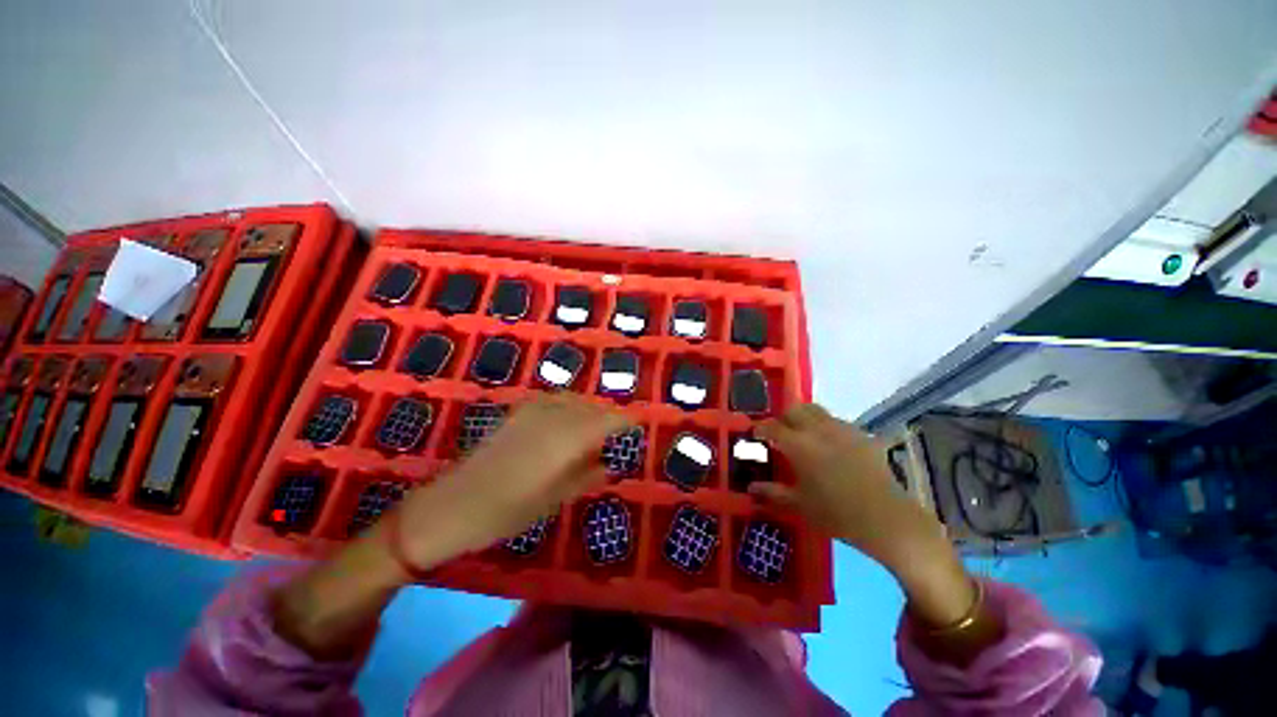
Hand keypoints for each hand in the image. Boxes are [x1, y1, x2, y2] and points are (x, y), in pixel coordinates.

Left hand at [274, 394, 627, 659]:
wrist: (447, 507)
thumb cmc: (504, 512)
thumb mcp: (553, 500)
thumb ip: (585, 477)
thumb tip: (610, 464)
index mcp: (564, 439)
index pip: (607, 419)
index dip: (625, 422)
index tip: (638, 428)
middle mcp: (551, 416)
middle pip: (592, 406)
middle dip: (609, 417)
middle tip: (619, 435)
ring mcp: (531, 410)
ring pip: (574, 400)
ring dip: (590, 412)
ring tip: (597, 431)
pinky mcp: (517, 412)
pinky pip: (555, 401)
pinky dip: (570, 409)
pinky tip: (569, 424)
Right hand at [752, 403, 975, 627]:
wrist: (887, 520)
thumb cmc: (836, 514)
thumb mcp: (799, 506)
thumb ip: (773, 493)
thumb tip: (750, 488)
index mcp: (799, 445)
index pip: (773, 427)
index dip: (761, 428)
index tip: (755, 434)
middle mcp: (818, 430)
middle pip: (794, 410)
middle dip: (782, 417)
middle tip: (779, 433)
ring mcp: (843, 430)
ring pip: (816, 411)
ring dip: (804, 418)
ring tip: (802, 435)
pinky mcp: (862, 436)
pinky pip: (836, 422)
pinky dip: (825, 427)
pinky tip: (829, 446)